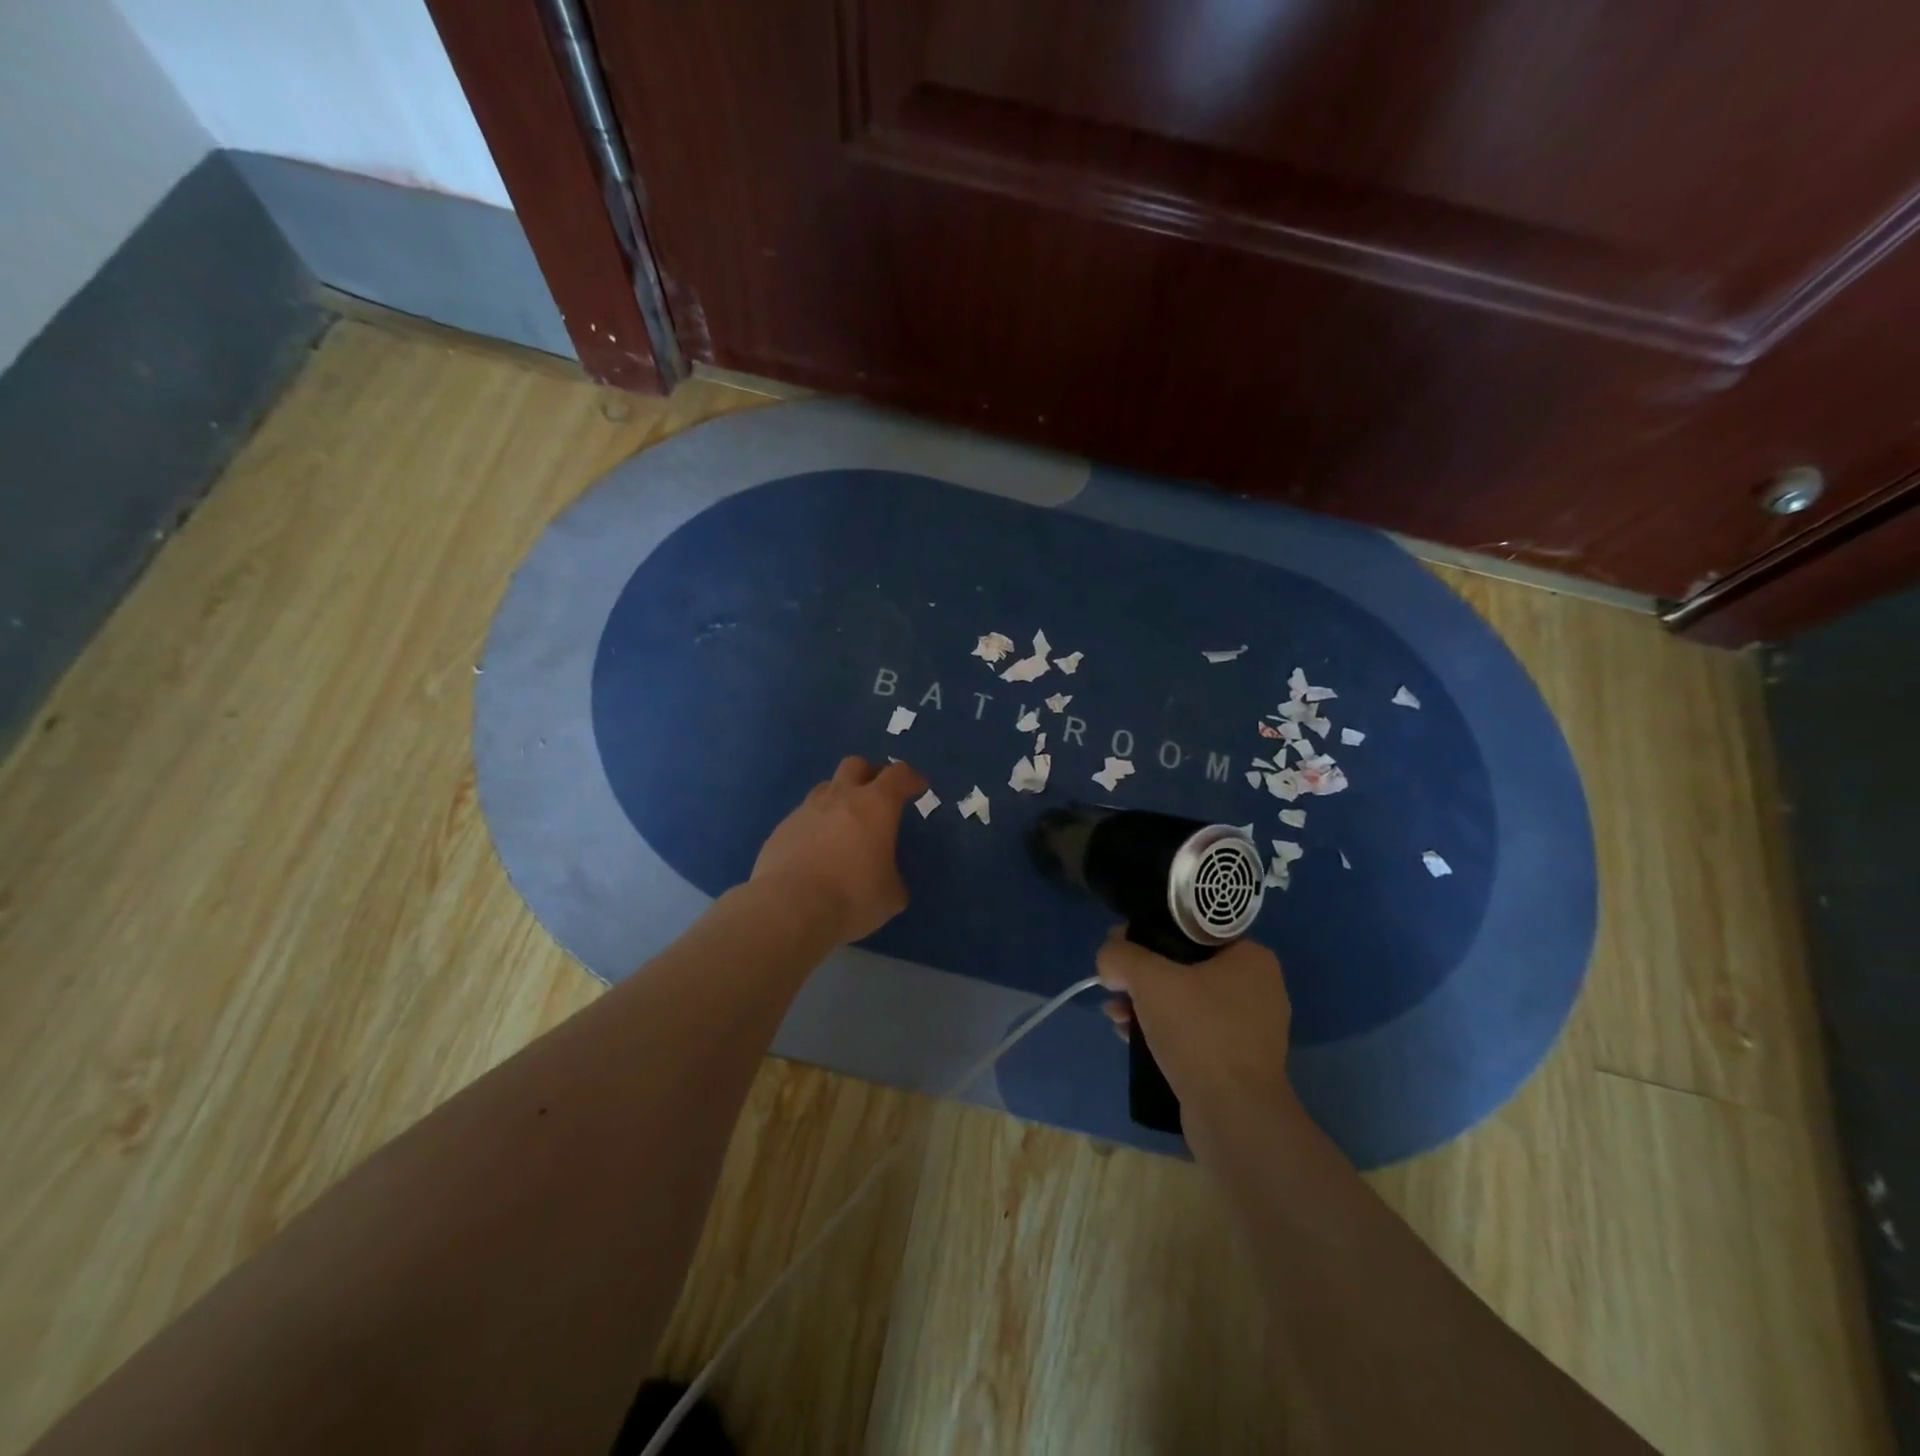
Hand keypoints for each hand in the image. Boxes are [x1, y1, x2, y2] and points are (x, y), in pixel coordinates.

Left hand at [751, 756, 926, 943]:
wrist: (788, 908)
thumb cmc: (851, 897)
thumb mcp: (890, 896)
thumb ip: (893, 879)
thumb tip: (888, 880)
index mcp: (876, 806)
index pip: (898, 775)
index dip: (910, 778)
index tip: (918, 786)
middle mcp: (840, 797)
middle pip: (856, 765)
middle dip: (870, 774)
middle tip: (877, 796)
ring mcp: (806, 810)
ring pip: (825, 787)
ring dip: (839, 798)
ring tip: (844, 824)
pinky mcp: (781, 829)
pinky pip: (803, 816)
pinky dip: (815, 825)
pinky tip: (816, 850)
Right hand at [1097, 932, 1294, 1111]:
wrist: (1234, 1116)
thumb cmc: (1199, 1033)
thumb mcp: (1149, 979)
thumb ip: (1121, 955)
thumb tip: (1109, 959)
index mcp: (1251, 958)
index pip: (1192, 929)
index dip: (1150, 933)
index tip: (1122, 949)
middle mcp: (1258, 988)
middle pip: (1184, 966)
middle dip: (1142, 977)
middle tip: (1115, 988)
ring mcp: (1250, 1028)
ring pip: (1185, 1000)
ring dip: (1146, 1005)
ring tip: (1116, 1017)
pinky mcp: (1238, 1061)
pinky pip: (1193, 1031)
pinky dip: (1163, 1030)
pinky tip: (1132, 1038)